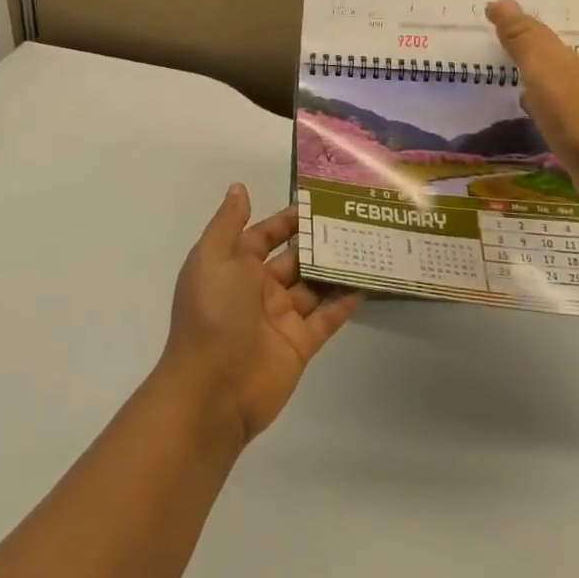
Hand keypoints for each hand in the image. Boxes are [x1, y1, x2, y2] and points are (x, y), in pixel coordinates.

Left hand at [159, 185, 361, 447]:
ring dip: (335, 269)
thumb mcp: (212, 258)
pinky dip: (344, 302)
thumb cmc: (212, 314)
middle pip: (293, 259)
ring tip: (367, 246)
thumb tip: (238, 188)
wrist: (212, 389)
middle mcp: (258, 290)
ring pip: (313, 286)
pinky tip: (366, 283)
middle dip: (318, 242)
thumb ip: (228, 223)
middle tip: (354, 221)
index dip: (286, 220)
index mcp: (234, 267)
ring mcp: (280, 318)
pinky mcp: (300, 344)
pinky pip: (326, 318)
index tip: (317, 203)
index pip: (264, 236)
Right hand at [487, 0, 578, 208]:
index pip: (534, 31)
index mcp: (561, 58)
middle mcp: (568, 75)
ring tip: (496, 64)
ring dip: (523, 68)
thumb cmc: (569, 111)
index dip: (512, 22)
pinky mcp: (568, 129)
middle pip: (540, 52)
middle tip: (487, 33)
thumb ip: (522, 38)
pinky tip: (519, 104)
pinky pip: (542, 103)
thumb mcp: (541, 69)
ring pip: (542, 77)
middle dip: (518, 41)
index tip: (485, 12)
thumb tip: (499, 0)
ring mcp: (570, 103)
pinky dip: (529, 96)